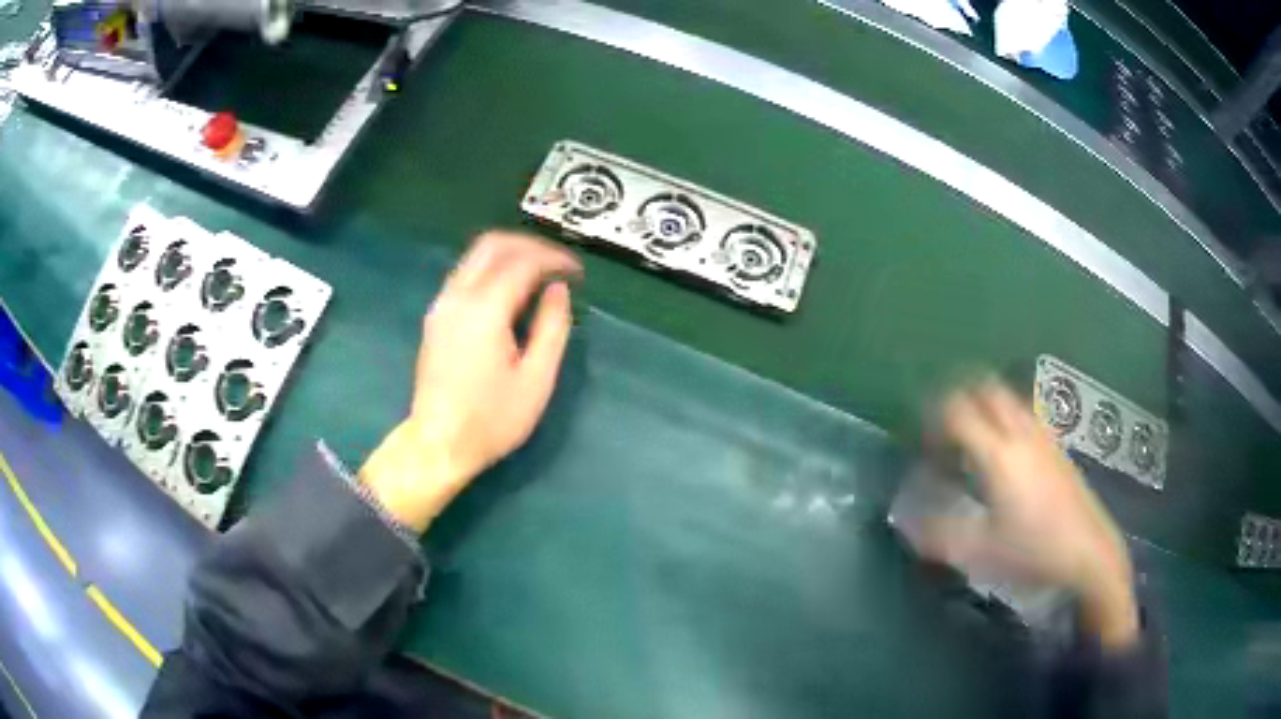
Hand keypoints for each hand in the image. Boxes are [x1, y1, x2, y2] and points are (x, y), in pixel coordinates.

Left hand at [359, 232, 581, 532]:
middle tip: (558, 264)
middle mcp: (457, 296)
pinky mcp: (435, 317)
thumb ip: (552, 328)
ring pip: (475, 256)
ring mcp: (441, 305)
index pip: (522, 261)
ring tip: (539, 275)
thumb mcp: (536, 379)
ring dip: (510, 255)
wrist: (438, 444)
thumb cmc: (492, 420)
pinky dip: (492, 270)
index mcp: (485, 310)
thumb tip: (558, 290)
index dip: (554, 259)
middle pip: (493, 244)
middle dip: (530, 245)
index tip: (577, 273)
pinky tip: (510, 293)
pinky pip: (465, 274)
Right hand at [931, 379, 1138, 648]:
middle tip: (946, 429)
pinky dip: (1007, 418)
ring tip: (974, 438)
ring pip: (1009, 397)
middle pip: (985, 388)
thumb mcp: (981, 551)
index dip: (934, 419)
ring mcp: (1043, 436)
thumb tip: (908, 523)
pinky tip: (1008, 453)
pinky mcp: (1057, 446)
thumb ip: (940, 535)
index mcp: (998, 454)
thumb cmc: (1033, 550)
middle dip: (960, 398)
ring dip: (985, 405)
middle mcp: (1020, 433)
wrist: (1088, 549)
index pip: (957, 410)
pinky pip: (1026, 413)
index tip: (924, 443)